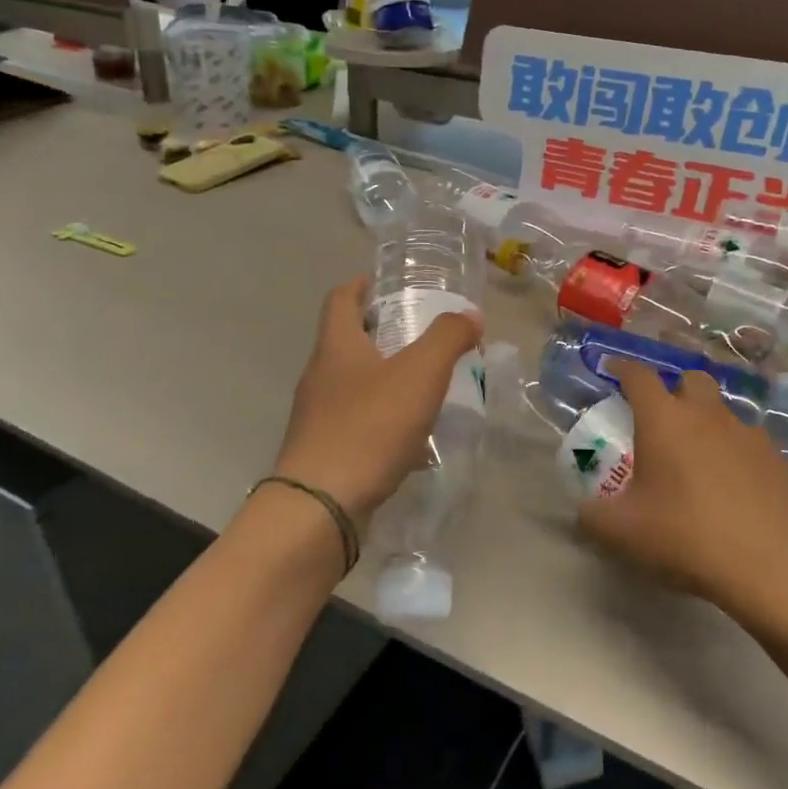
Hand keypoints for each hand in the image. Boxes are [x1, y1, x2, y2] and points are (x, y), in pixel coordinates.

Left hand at [271, 277, 481, 518]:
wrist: (320, 506)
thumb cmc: (369, 427)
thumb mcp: (419, 374)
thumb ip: (448, 338)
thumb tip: (469, 315)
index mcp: (336, 347)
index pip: (341, 299)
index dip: (362, 284)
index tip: (386, 283)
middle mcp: (320, 376)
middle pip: (346, 340)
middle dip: (380, 332)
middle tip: (420, 334)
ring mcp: (318, 416)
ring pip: (353, 384)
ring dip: (384, 378)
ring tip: (423, 386)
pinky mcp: (324, 451)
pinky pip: (358, 423)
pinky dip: (384, 420)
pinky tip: (413, 440)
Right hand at [578, 362, 787, 627]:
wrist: (767, 566)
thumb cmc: (684, 536)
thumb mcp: (620, 532)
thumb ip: (592, 516)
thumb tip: (584, 510)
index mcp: (663, 419)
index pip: (638, 375)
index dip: (623, 368)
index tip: (613, 371)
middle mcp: (706, 414)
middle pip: (690, 378)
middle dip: (674, 388)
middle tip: (662, 418)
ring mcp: (747, 433)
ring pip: (723, 411)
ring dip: (707, 422)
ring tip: (698, 457)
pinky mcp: (777, 458)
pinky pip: (750, 442)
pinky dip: (736, 452)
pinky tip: (734, 484)